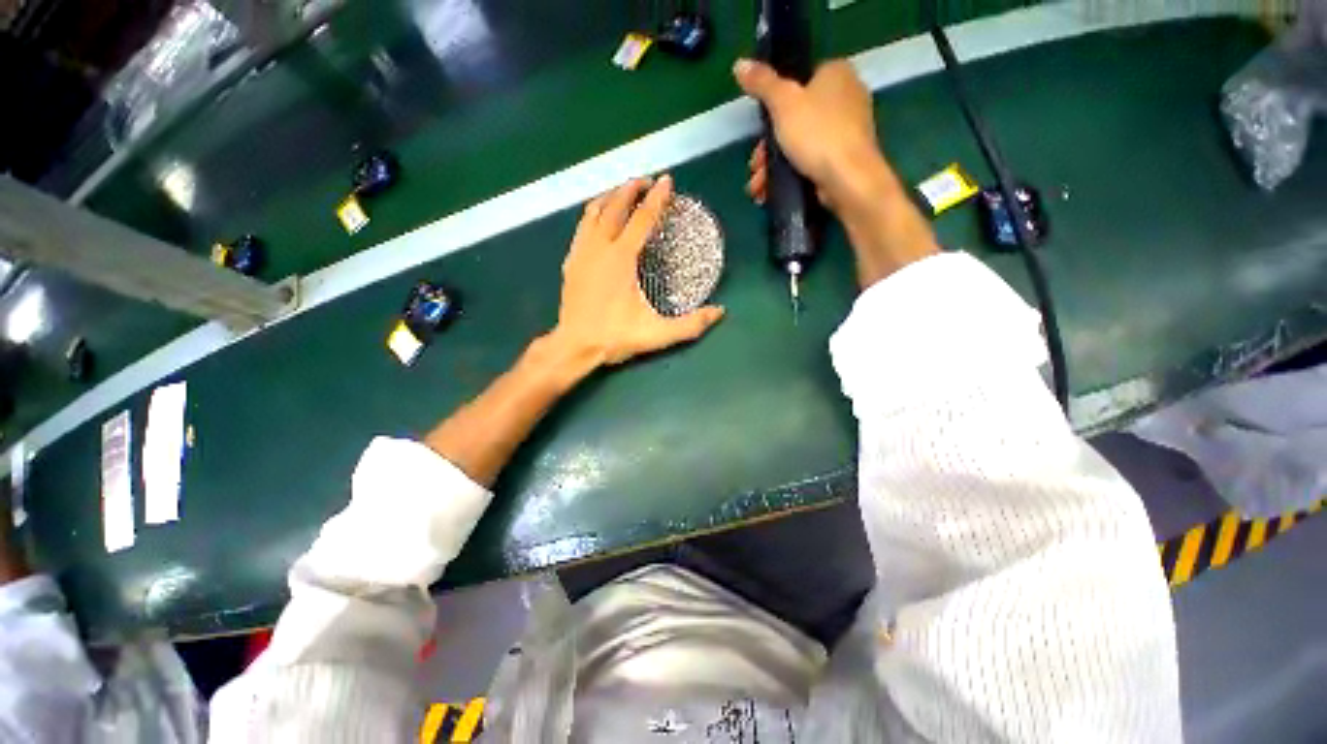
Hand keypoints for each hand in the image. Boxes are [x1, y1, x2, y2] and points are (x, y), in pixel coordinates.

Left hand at [551, 175, 724, 367]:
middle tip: (647, 181)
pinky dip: (593, 213)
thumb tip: (719, 312)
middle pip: (615, 206)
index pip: (642, 219)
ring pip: (594, 211)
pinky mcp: (571, 261)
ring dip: (610, 196)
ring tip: (624, 192)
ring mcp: (581, 252)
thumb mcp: (657, 334)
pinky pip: (582, 226)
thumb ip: (690, 324)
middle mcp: (600, 247)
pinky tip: (599, 217)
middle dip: (631, 188)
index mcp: (621, 258)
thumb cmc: (615, 337)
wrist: (575, 346)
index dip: (657, 198)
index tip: (667, 181)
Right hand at [736, 59, 887, 209]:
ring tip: (758, 186)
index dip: (774, 105)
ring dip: (773, 167)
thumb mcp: (783, 103)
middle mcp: (846, 96)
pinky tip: (771, 192)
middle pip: (795, 119)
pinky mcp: (844, 159)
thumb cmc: (817, 134)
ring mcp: (847, 130)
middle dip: (768, 147)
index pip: (799, 81)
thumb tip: (740, 64)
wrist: (848, 179)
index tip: (759, 129)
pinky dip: (790, 175)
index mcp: (836, 73)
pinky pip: (810, 162)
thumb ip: (762, 83)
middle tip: (755, 165)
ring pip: (800, 144)